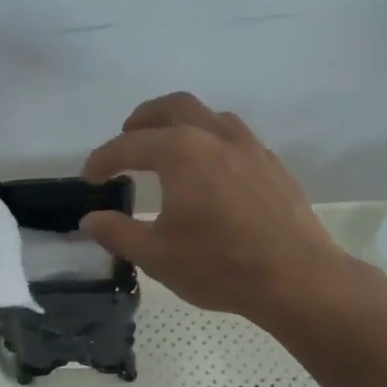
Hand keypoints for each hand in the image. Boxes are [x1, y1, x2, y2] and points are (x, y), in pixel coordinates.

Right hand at [80, 92, 350, 326]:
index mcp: (182, 152)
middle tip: (127, 138)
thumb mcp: (157, 256)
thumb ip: (118, 233)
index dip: (103, 160)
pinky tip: (210, 170)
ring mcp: (250, 147)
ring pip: (209, 115)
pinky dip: (210, 139)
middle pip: (173, 107)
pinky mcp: (272, 164)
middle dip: (143, 119)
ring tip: (168, 147)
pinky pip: (234, 135)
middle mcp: (215, 136)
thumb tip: (90, 220)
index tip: (89, 178)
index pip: (130, 145)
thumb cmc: (221, 266)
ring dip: (180, 123)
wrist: (297, 278)